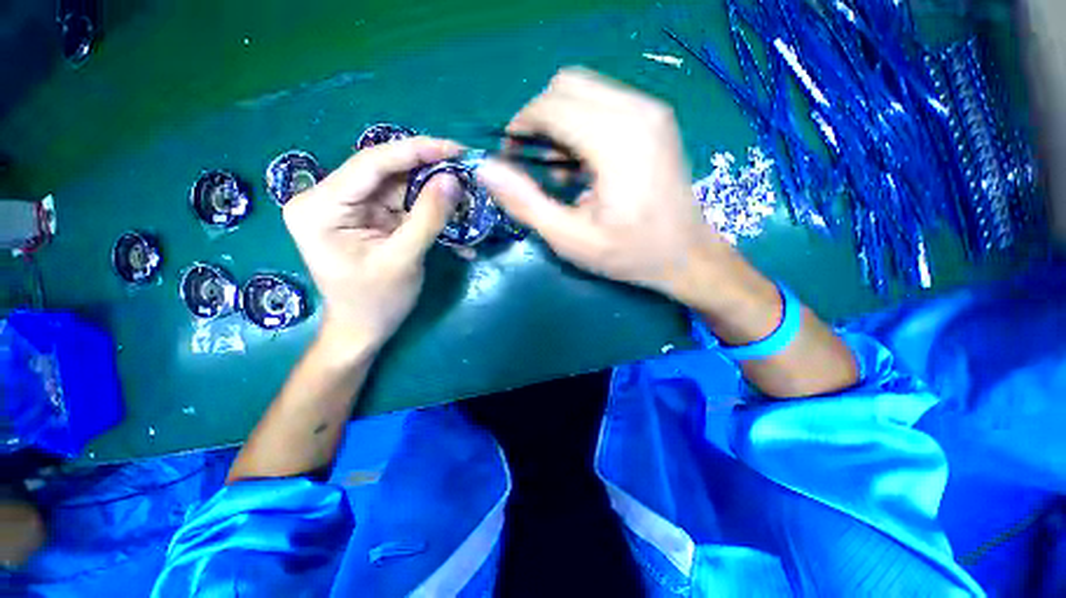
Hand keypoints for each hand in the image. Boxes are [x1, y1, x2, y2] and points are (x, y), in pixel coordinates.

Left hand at [283, 137, 462, 354]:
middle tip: (467, 172)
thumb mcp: (403, 260)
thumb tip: (453, 179)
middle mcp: (329, 198)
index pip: (370, 164)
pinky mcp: (369, 217)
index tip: (455, 148)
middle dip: (429, 173)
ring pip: (399, 187)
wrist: (364, 329)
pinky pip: (403, 204)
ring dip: (434, 193)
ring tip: (466, 196)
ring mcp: (350, 207)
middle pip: (386, 173)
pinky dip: (430, 210)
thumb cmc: (376, 302)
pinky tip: (454, 217)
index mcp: (320, 206)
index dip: (416, 151)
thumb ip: (427, 218)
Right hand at [475, 67, 732, 305]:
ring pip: (585, 89)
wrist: (687, 255)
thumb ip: (526, 203)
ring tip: (561, 168)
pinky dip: (582, 124)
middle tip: (535, 162)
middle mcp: (637, 110)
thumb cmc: (630, 253)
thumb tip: (486, 169)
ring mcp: (652, 110)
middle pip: (566, 85)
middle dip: (539, 119)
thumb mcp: (571, 239)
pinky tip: (585, 163)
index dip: (521, 126)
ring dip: (560, 121)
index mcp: (617, 140)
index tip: (510, 157)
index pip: (551, 105)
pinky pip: (605, 101)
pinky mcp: (656, 119)